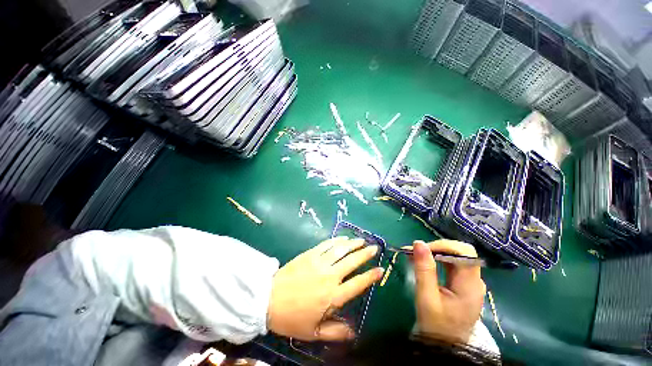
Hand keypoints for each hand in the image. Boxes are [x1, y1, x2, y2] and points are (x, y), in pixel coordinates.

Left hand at [267, 237, 383, 340]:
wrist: (269, 300)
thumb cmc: (292, 318)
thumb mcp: (313, 332)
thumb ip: (335, 331)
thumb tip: (354, 332)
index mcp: (332, 296)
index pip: (357, 284)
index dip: (370, 276)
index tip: (380, 270)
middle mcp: (329, 276)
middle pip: (351, 262)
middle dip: (365, 254)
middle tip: (375, 248)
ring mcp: (319, 262)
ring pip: (341, 250)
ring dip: (353, 244)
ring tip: (362, 240)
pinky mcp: (310, 254)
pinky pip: (326, 245)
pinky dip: (337, 240)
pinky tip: (343, 238)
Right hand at [412, 240, 485, 343]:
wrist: (445, 346)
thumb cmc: (436, 325)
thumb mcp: (426, 297)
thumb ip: (424, 270)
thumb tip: (418, 243)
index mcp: (470, 285)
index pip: (464, 253)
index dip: (444, 246)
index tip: (422, 249)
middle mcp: (475, 281)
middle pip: (460, 252)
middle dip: (437, 247)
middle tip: (417, 251)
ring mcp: (470, 282)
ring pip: (455, 256)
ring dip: (435, 252)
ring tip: (416, 255)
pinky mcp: (463, 284)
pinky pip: (451, 264)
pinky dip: (437, 259)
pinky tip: (424, 262)